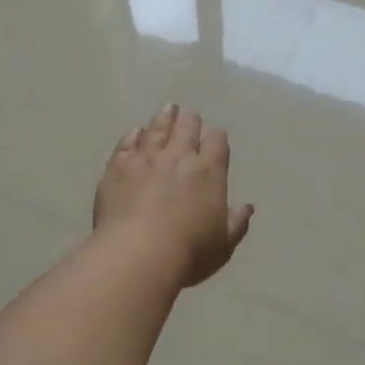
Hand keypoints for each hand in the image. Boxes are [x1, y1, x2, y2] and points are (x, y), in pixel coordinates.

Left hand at [94, 104, 253, 287]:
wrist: (137, 254)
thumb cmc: (189, 253)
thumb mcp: (222, 244)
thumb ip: (236, 223)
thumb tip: (247, 208)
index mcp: (209, 172)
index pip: (217, 141)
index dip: (216, 137)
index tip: (214, 137)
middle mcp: (179, 156)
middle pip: (187, 127)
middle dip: (190, 120)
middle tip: (189, 116)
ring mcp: (146, 158)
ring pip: (157, 128)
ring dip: (164, 118)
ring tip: (168, 109)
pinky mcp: (118, 166)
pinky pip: (127, 143)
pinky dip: (133, 135)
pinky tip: (135, 132)